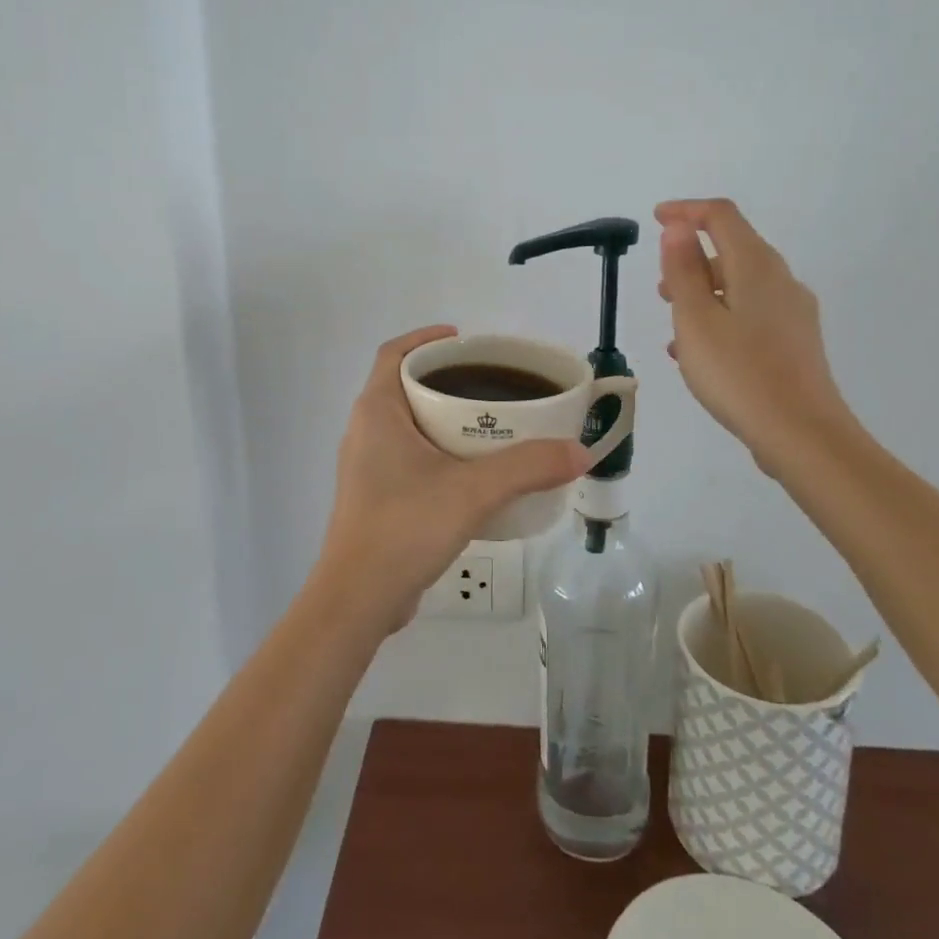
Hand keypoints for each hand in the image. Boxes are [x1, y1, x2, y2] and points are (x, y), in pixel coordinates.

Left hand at [308, 326, 590, 636]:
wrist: (358, 600)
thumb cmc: (405, 527)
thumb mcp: (473, 491)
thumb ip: (528, 467)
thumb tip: (580, 452)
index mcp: (377, 412)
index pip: (393, 353)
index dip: (426, 338)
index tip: (465, 340)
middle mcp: (366, 431)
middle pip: (404, 385)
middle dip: (446, 378)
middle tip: (492, 381)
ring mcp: (368, 466)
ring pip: (409, 424)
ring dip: (444, 416)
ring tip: (491, 422)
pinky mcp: (376, 497)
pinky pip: (410, 456)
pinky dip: (440, 450)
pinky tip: (474, 470)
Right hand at [655, 198, 859, 477]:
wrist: (802, 434)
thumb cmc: (739, 372)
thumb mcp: (695, 319)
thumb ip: (684, 269)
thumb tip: (678, 227)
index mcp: (756, 266)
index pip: (721, 216)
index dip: (686, 211)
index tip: (656, 218)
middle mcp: (780, 280)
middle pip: (734, 249)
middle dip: (693, 258)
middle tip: (660, 285)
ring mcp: (793, 313)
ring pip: (741, 286)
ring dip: (704, 292)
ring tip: (674, 321)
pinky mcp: (795, 342)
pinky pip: (751, 314)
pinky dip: (721, 318)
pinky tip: (699, 352)